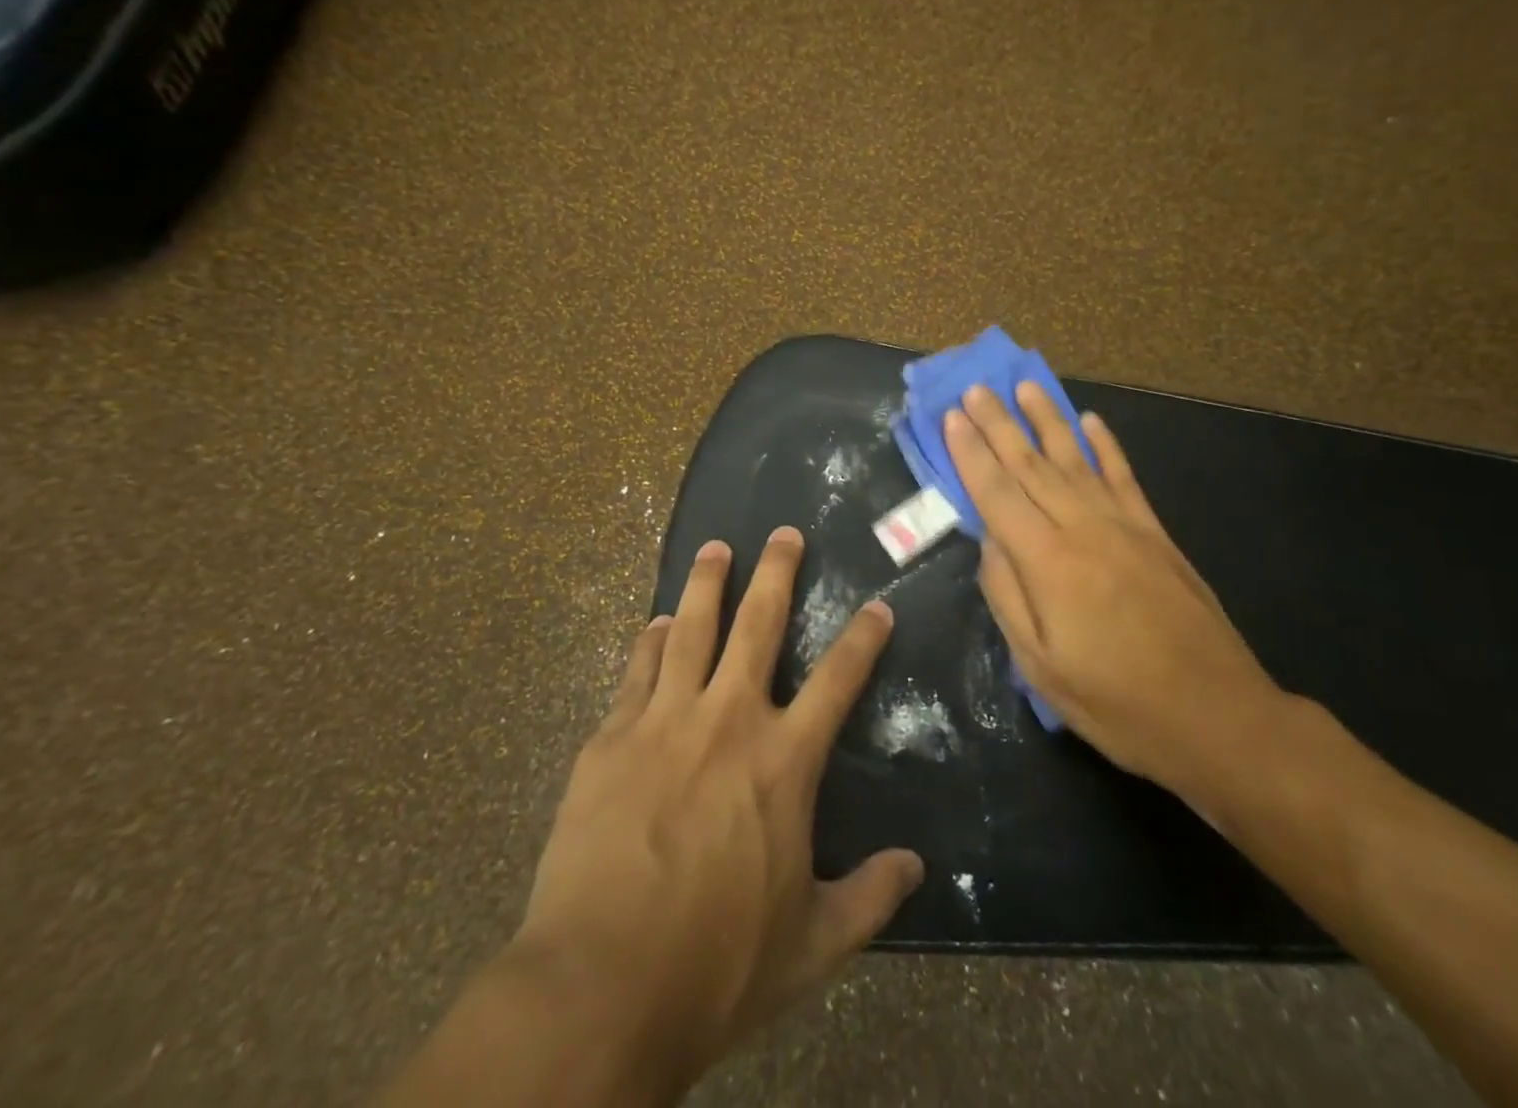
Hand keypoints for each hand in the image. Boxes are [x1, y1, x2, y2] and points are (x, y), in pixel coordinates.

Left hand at [509, 528, 923, 1101]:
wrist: (601, 984)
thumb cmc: (717, 965)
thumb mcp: (812, 944)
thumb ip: (869, 897)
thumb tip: (916, 866)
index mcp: (783, 761)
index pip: (839, 680)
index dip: (863, 638)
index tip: (877, 606)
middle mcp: (729, 720)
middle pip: (758, 625)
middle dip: (776, 572)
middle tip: (783, 533)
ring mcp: (665, 720)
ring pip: (691, 629)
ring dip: (706, 584)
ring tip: (715, 549)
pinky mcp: (612, 737)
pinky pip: (637, 670)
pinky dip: (650, 641)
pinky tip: (655, 623)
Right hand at [944, 384, 1285, 814]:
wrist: (1219, 717)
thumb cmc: (1118, 703)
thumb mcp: (1041, 667)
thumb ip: (1008, 597)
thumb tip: (989, 543)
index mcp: (1048, 562)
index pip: (997, 493)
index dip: (971, 453)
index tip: (952, 416)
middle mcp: (1083, 528)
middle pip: (1031, 465)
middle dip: (999, 424)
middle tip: (976, 388)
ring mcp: (1125, 526)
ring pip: (1076, 459)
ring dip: (1047, 419)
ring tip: (1026, 387)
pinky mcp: (1156, 533)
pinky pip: (1124, 477)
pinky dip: (1105, 446)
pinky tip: (1091, 421)